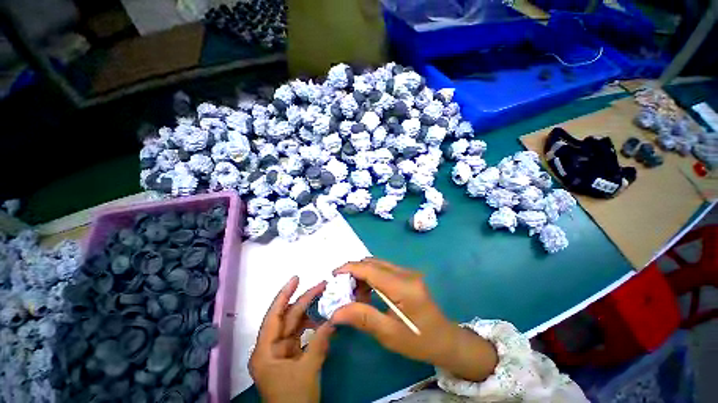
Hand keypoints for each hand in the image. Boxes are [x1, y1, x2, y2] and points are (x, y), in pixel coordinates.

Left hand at [249, 276, 334, 402]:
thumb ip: (320, 341)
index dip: (284, 294)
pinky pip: (303, 338)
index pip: (274, 316)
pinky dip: (314, 330)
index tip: (296, 278)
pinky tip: (325, 325)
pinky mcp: (292, 358)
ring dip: (311, 315)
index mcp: (265, 351)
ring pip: (297, 326)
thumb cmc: (294, 398)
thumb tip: (333, 319)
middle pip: (288, 318)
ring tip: (327, 302)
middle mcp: (271, 348)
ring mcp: (282, 353)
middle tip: (322, 285)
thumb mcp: (307, 369)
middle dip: (305, 300)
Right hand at [331, 258, 497, 381]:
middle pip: (373, 263)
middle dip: (354, 272)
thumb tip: (336, 312)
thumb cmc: (419, 341)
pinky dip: (371, 277)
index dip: (350, 268)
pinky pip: (384, 270)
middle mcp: (406, 273)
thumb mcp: (389, 335)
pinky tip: (367, 292)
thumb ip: (362, 318)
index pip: (371, 269)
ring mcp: (408, 272)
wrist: (445, 340)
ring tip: (353, 294)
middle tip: (342, 289)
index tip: (333, 275)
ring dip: (362, 274)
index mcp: (403, 287)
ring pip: (378, 264)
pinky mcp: (407, 275)